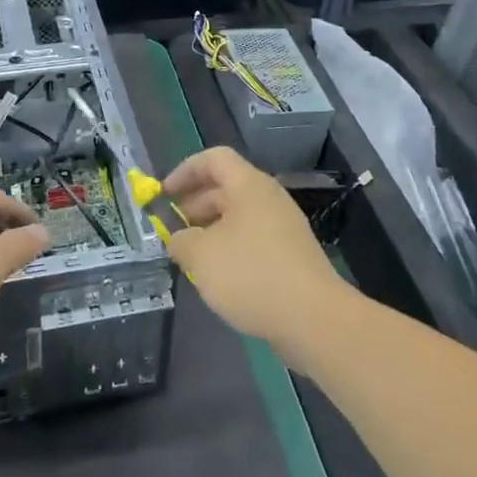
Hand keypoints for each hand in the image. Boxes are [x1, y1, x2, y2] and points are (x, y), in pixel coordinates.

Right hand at [162, 147, 354, 360]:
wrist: (313, 318)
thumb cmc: (251, 274)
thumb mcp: (201, 256)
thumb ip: (181, 241)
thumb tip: (179, 239)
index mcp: (249, 186)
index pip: (214, 159)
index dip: (185, 170)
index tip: (163, 195)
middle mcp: (268, 198)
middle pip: (225, 187)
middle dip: (193, 205)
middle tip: (171, 230)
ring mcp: (283, 227)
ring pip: (238, 216)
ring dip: (210, 229)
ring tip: (189, 256)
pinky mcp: (290, 255)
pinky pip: (252, 239)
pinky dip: (230, 248)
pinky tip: (217, 276)